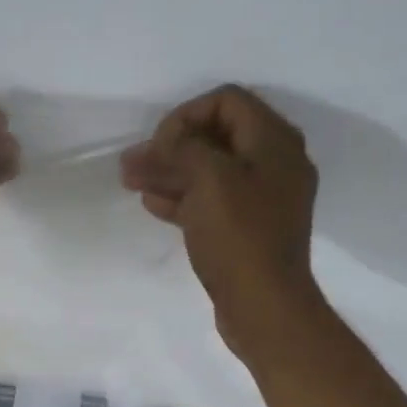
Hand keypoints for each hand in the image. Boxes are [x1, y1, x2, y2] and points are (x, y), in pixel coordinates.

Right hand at [120, 85, 319, 354]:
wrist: (264, 305)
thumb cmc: (239, 236)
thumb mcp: (209, 180)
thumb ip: (180, 150)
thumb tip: (149, 146)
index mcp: (274, 141)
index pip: (226, 101)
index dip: (186, 115)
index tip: (157, 145)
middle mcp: (273, 163)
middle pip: (216, 136)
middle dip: (171, 147)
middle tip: (133, 165)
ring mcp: (262, 199)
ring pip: (210, 171)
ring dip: (170, 172)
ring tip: (132, 182)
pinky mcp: (247, 229)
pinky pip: (212, 201)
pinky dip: (183, 198)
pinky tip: (153, 205)